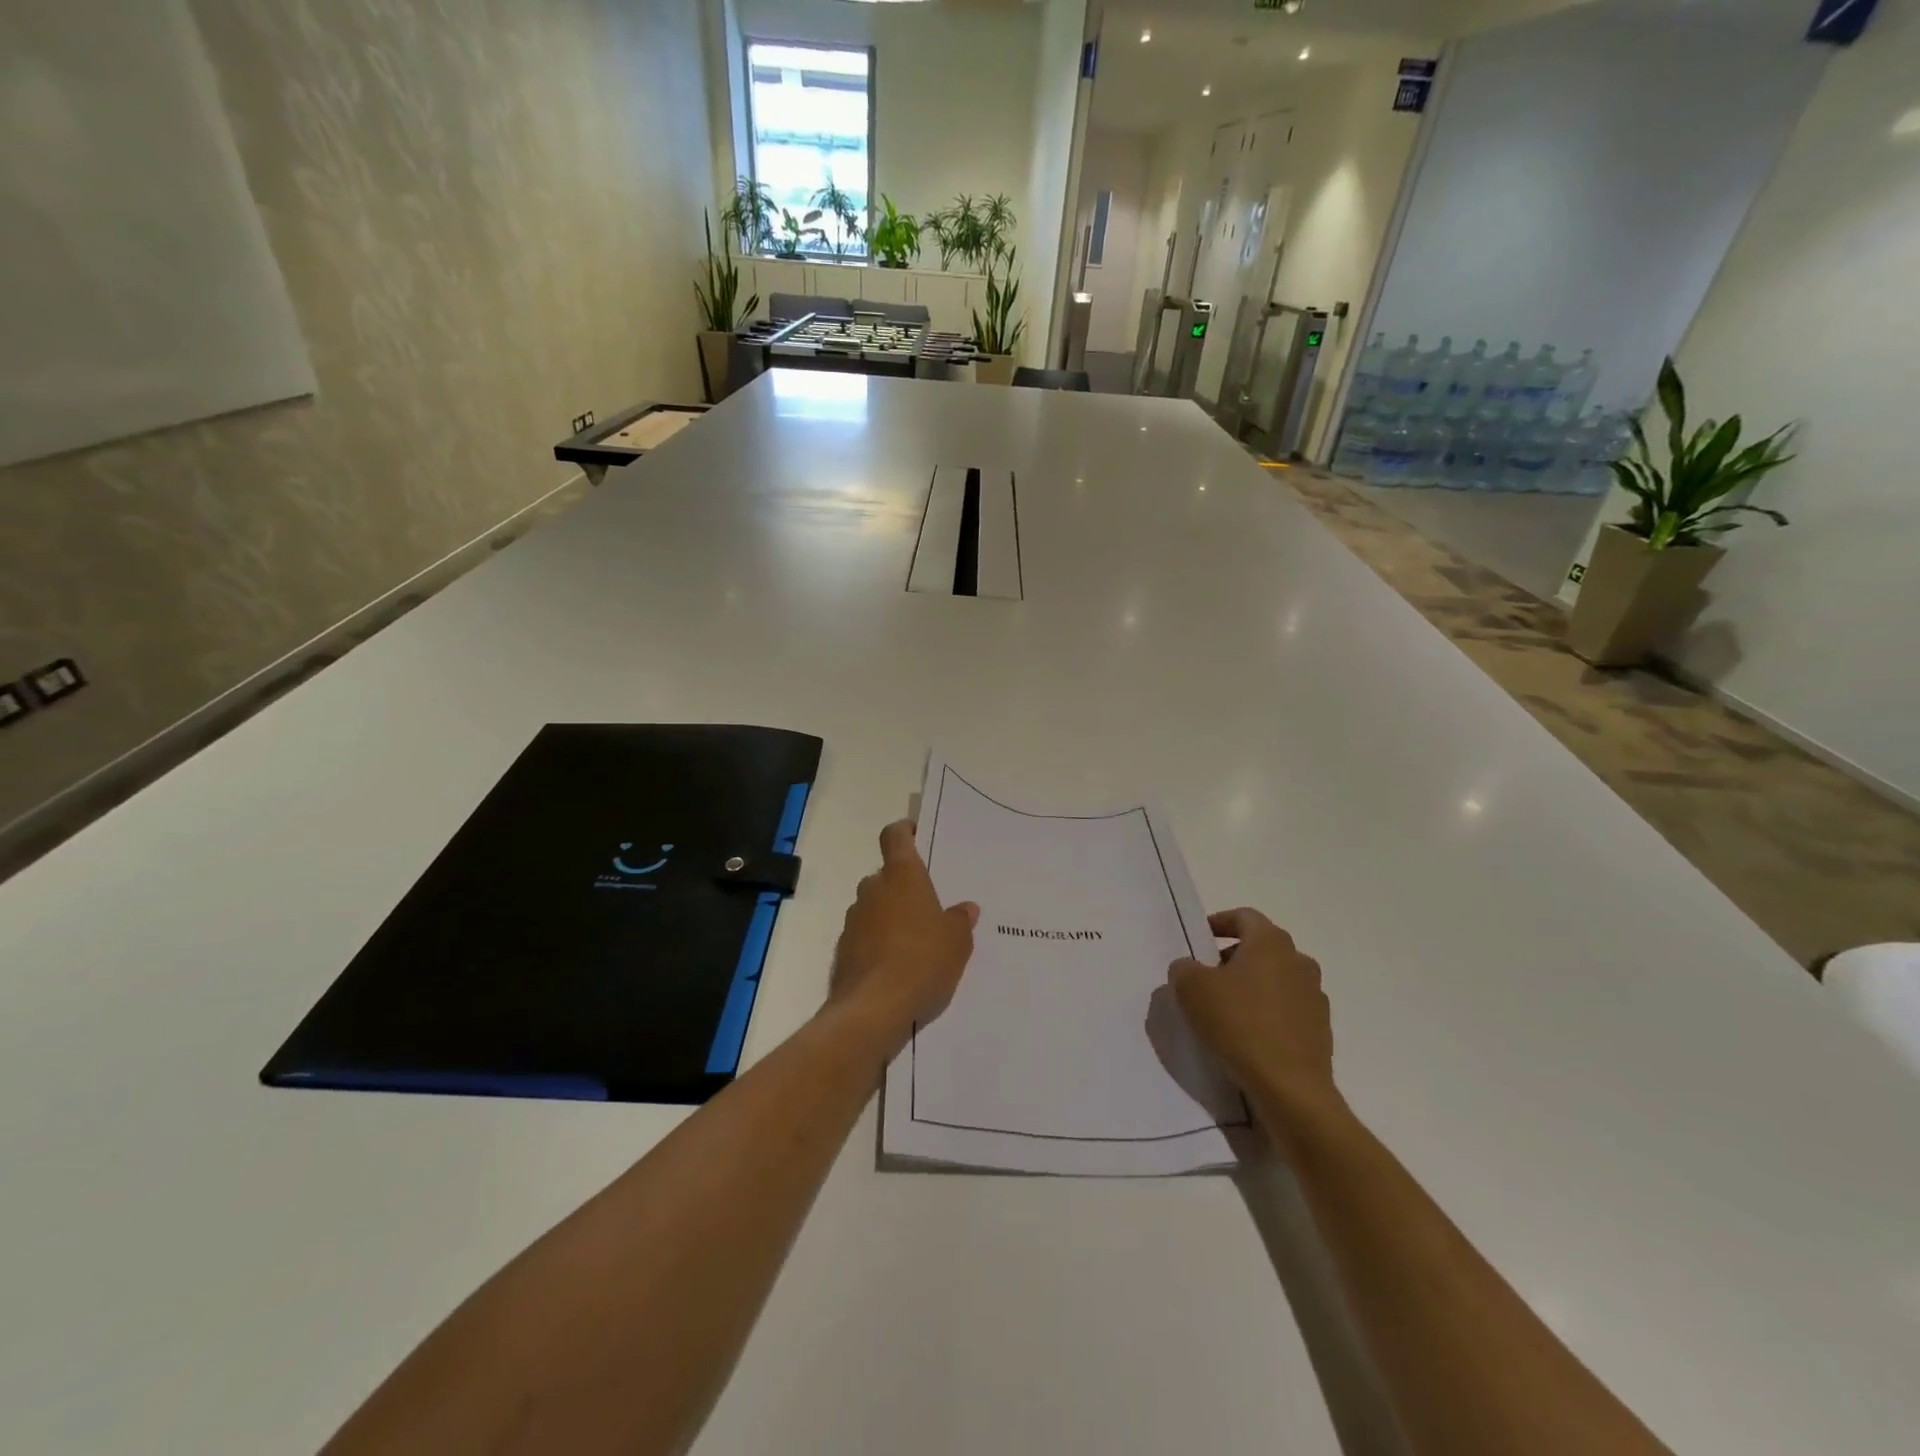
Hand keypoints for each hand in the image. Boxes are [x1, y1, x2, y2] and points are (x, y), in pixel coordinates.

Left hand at [827, 820, 978, 1053]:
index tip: (914, 832)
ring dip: (890, 916)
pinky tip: (897, 966)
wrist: (872, 1010)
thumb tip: (965, 909)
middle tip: (928, 906)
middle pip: (886, 876)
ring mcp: (854, 920)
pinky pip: (865, 936)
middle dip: (903, 886)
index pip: (895, 837)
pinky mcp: (843, 950)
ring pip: (874, 907)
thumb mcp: (956, 942)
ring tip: (916, 942)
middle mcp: (873, 890)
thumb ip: (960, 921)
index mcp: (902, 877)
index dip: (903, 831)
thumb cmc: (922, 961)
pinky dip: (878, 943)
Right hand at [1169, 909, 1343, 1141]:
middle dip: (1233, 957)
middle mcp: (1299, 961)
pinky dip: (1268, 1013)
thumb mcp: (1191, 989)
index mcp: (1270, 942)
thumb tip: (1189, 968)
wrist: (1290, 1088)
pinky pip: (1288, 1009)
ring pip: (1276, 978)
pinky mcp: (1320, 1029)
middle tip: (1207, 976)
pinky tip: (1248, 1035)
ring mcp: (1315, 996)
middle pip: (1262, 947)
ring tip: (1226, 1009)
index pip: (1244, 917)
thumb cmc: (1239, 1024)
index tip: (1200, 939)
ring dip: (1252, 985)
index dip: (1219, 923)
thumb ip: (1184, 968)